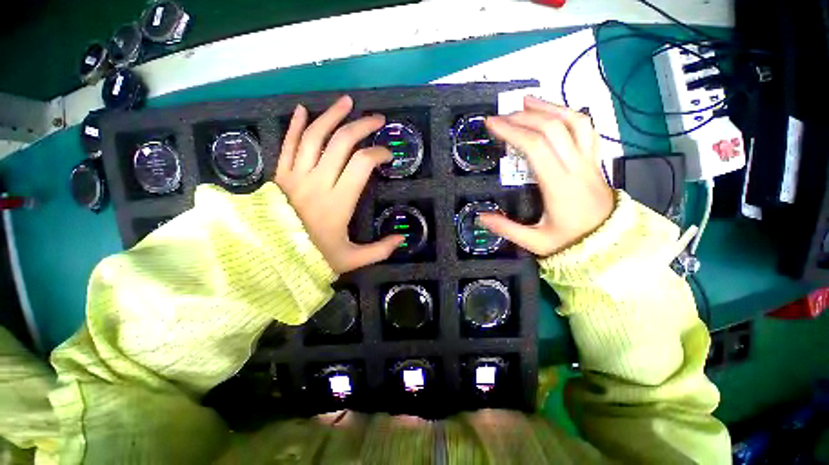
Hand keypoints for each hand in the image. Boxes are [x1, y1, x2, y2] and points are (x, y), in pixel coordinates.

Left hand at [275, 95, 403, 273]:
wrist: (268, 261)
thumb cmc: (313, 259)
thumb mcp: (352, 260)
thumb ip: (380, 250)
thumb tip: (402, 239)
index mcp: (338, 202)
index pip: (362, 164)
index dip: (378, 153)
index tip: (388, 155)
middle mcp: (317, 182)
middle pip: (341, 142)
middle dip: (362, 126)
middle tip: (377, 119)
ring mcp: (295, 176)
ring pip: (313, 136)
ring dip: (331, 115)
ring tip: (346, 102)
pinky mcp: (279, 176)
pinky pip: (287, 145)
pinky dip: (294, 125)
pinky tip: (302, 110)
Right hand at [478, 96, 614, 256]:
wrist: (611, 243)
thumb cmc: (570, 242)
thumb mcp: (535, 242)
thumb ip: (506, 229)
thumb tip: (481, 216)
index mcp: (559, 186)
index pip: (536, 147)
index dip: (512, 131)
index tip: (492, 124)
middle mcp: (576, 167)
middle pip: (552, 128)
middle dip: (523, 117)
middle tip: (501, 115)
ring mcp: (588, 161)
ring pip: (573, 121)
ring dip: (548, 107)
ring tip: (526, 101)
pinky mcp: (593, 160)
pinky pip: (586, 129)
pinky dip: (568, 114)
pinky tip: (553, 112)